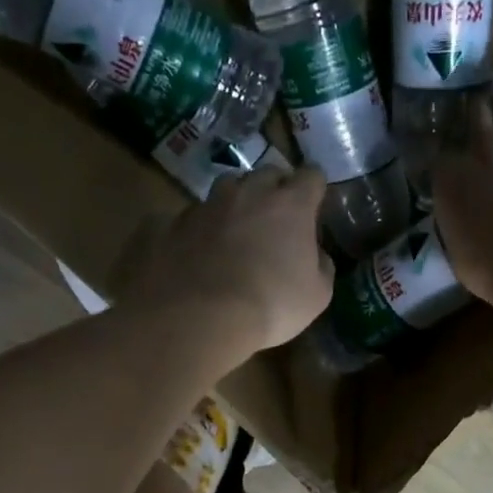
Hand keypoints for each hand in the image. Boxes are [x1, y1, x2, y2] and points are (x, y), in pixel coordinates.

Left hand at [117, 166, 333, 353]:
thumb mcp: (317, 295)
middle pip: (267, 174)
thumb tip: (315, 254)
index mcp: (290, 205)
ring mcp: (206, 205)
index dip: (314, 189)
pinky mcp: (171, 223)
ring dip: (236, 203)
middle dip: (275, 191)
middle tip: (275, 221)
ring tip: (235, 232)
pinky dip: (200, 229)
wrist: (199, 318)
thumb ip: (321, 265)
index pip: (311, 176)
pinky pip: (191, 216)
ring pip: (227, 188)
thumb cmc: (271, 305)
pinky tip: (199, 253)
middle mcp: (248, 193)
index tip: (314, 207)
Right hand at [433, 87, 492, 305]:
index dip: (452, 156)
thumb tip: (462, 227)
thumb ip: (458, 228)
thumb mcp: (458, 252)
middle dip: (483, 113)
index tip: (458, 165)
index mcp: (449, 178)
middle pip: (476, 109)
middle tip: (492, 124)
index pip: (442, 154)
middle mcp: (480, 147)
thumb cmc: (489, 264)